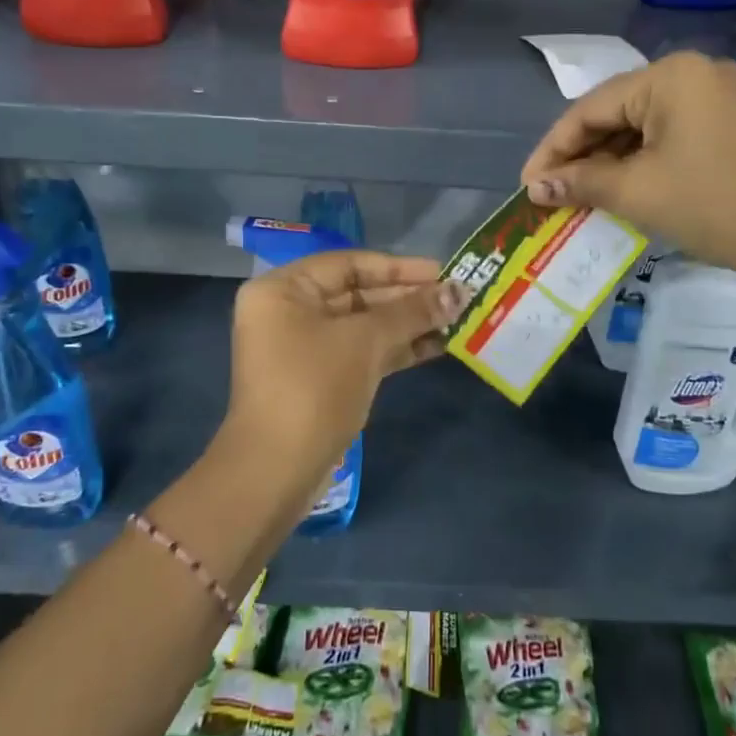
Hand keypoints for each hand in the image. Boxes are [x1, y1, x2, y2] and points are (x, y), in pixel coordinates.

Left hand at [220, 250, 469, 491]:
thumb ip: (412, 312)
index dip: (399, 267)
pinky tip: (436, 346)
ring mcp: (303, 347)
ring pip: (363, 325)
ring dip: (408, 324)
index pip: (349, 264)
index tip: (443, 272)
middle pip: (357, 293)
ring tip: (456, 321)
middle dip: (408, 298)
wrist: (276, 471)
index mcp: (284, 289)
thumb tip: (459, 291)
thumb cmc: (313, 388)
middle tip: (457, 298)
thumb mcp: (365, 342)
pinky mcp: (319, 378)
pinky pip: (361, 351)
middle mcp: (289, 311)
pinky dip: (395, 348)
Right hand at [519, 52, 735, 291]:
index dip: (552, 149)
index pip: (589, 109)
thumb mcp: (637, 192)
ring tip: (580, 197)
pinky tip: (624, 190)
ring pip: (644, 127)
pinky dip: (643, 163)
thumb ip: (580, 183)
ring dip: (610, 163)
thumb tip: (535, 188)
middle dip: (580, 156)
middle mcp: (695, 75)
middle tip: (550, 194)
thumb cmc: (715, 203)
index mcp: (669, 76)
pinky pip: (672, 137)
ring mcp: (721, 98)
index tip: (527, 185)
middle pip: (617, 113)